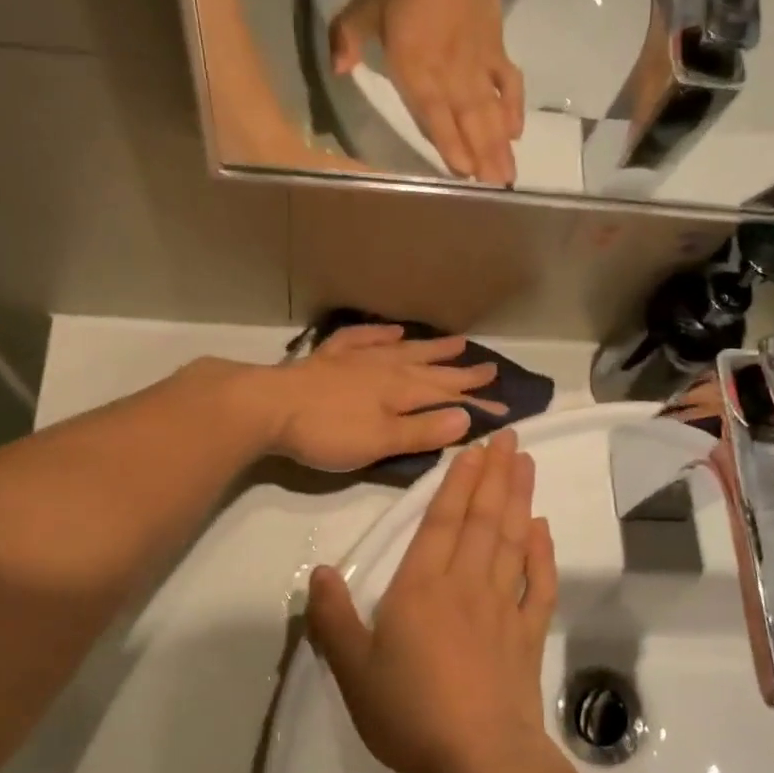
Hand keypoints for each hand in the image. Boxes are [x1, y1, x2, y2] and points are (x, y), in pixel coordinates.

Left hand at [263, 323, 503, 471]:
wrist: (269, 407)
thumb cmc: (327, 432)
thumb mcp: (380, 442)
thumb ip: (422, 431)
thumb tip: (467, 416)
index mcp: (400, 392)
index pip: (447, 396)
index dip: (476, 402)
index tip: (505, 406)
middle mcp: (385, 369)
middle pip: (431, 369)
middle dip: (462, 372)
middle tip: (490, 368)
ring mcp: (357, 359)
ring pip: (404, 350)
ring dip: (431, 348)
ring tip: (456, 342)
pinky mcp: (330, 358)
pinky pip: (363, 339)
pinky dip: (381, 334)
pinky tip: (393, 331)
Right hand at [306, 431, 557, 772]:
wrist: (478, 759)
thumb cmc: (409, 712)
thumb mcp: (353, 669)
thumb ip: (334, 617)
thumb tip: (320, 571)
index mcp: (422, 587)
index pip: (442, 521)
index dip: (457, 482)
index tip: (474, 449)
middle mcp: (466, 584)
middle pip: (483, 519)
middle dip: (495, 474)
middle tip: (510, 437)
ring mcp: (503, 607)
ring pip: (513, 540)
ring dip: (520, 499)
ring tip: (526, 464)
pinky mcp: (529, 634)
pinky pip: (539, 584)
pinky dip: (543, 554)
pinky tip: (543, 529)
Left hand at [328, 0, 524, 186]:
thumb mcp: (366, 5)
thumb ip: (348, 37)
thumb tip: (337, 68)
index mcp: (416, 70)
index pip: (433, 117)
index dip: (449, 146)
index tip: (462, 174)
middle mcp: (450, 77)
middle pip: (469, 124)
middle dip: (482, 157)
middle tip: (496, 187)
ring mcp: (477, 67)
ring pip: (490, 113)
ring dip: (500, 145)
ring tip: (509, 175)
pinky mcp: (496, 52)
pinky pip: (508, 85)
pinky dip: (514, 108)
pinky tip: (517, 131)